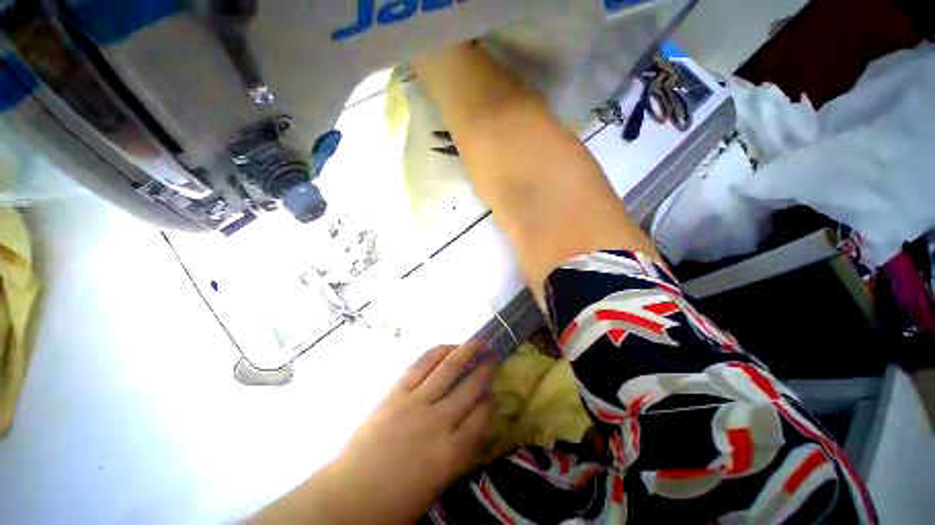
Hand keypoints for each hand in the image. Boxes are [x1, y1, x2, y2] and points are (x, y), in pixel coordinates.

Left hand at [336, 341, 494, 522]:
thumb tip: (478, 422)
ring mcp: (416, 403)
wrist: (351, 497)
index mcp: (451, 454)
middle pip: (469, 389)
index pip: (481, 418)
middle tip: (493, 358)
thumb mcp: (440, 484)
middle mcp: (438, 423)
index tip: (494, 392)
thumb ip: (463, 452)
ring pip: (448, 370)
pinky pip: (421, 366)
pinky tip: (449, 347)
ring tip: (478, 342)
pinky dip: (438, 353)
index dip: (490, 402)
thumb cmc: (397, 500)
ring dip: (466, 352)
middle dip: (484, 371)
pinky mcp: (397, 393)